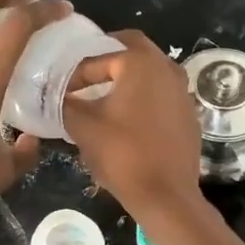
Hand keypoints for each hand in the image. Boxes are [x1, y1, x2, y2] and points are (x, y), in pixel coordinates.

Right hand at [63, 30, 202, 224]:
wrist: (165, 195)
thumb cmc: (122, 154)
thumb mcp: (82, 127)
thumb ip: (65, 104)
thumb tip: (55, 96)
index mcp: (140, 63)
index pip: (99, 58)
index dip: (75, 74)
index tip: (61, 90)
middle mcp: (166, 68)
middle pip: (132, 49)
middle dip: (107, 58)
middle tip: (85, 74)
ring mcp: (183, 90)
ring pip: (151, 70)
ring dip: (128, 76)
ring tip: (104, 93)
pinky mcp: (189, 113)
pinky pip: (162, 93)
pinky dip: (144, 95)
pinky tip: (128, 116)